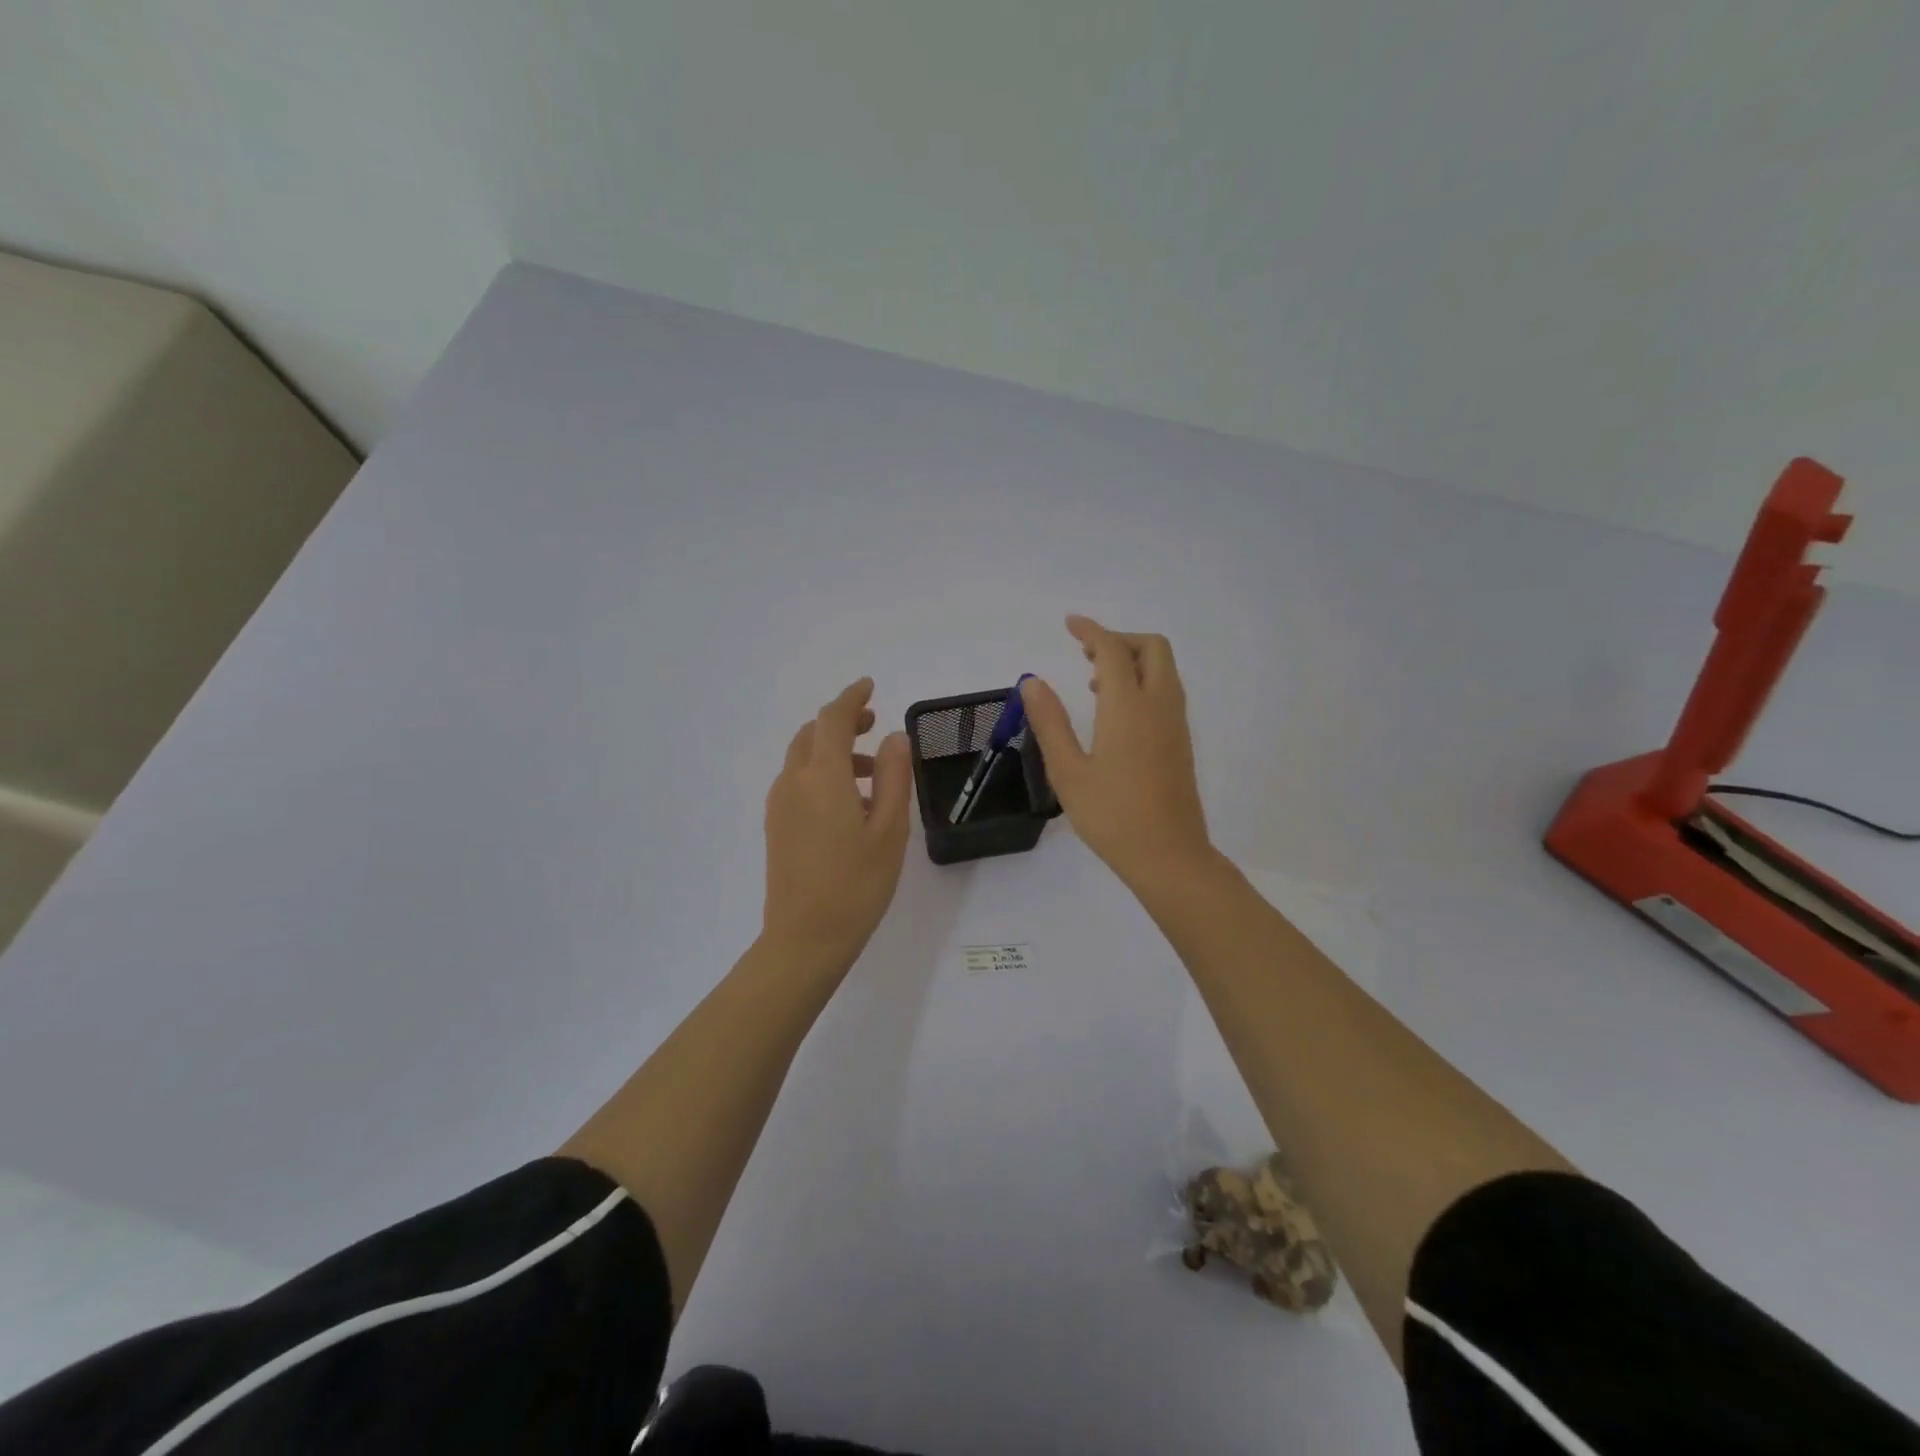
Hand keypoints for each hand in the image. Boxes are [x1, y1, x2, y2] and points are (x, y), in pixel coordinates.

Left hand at [762, 677, 912, 974]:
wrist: (805, 938)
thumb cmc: (856, 884)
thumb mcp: (889, 829)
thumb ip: (893, 776)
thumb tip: (894, 737)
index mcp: (822, 777)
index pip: (832, 719)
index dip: (851, 698)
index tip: (870, 687)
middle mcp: (793, 782)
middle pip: (812, 734)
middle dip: (841, 722)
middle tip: (872, 726)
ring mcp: (779, 805)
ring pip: (802, 758)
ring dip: (832, 751)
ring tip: (871, 773)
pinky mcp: (775, 826)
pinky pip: (797, 782)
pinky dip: (821, 773)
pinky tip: (848, 802)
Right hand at [1020, 616, 1213, 890]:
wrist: (1169, 856)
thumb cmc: (1112, 817)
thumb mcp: (1068, 772)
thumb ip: (1050, 722)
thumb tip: (1033, 682)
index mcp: (1128, 708)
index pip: (1112, 651)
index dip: (1091, 631)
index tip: (1070, 624)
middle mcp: (1159, 706)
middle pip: (1152, 648)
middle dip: (1119, 639)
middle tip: (1085, 653)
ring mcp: (1176, 723)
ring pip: (1164, 669)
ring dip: (1133, 660)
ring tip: (1094, 681)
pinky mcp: (1181, 742)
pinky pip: (1167, 691)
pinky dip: (1144, 681)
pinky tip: (1116, 712)